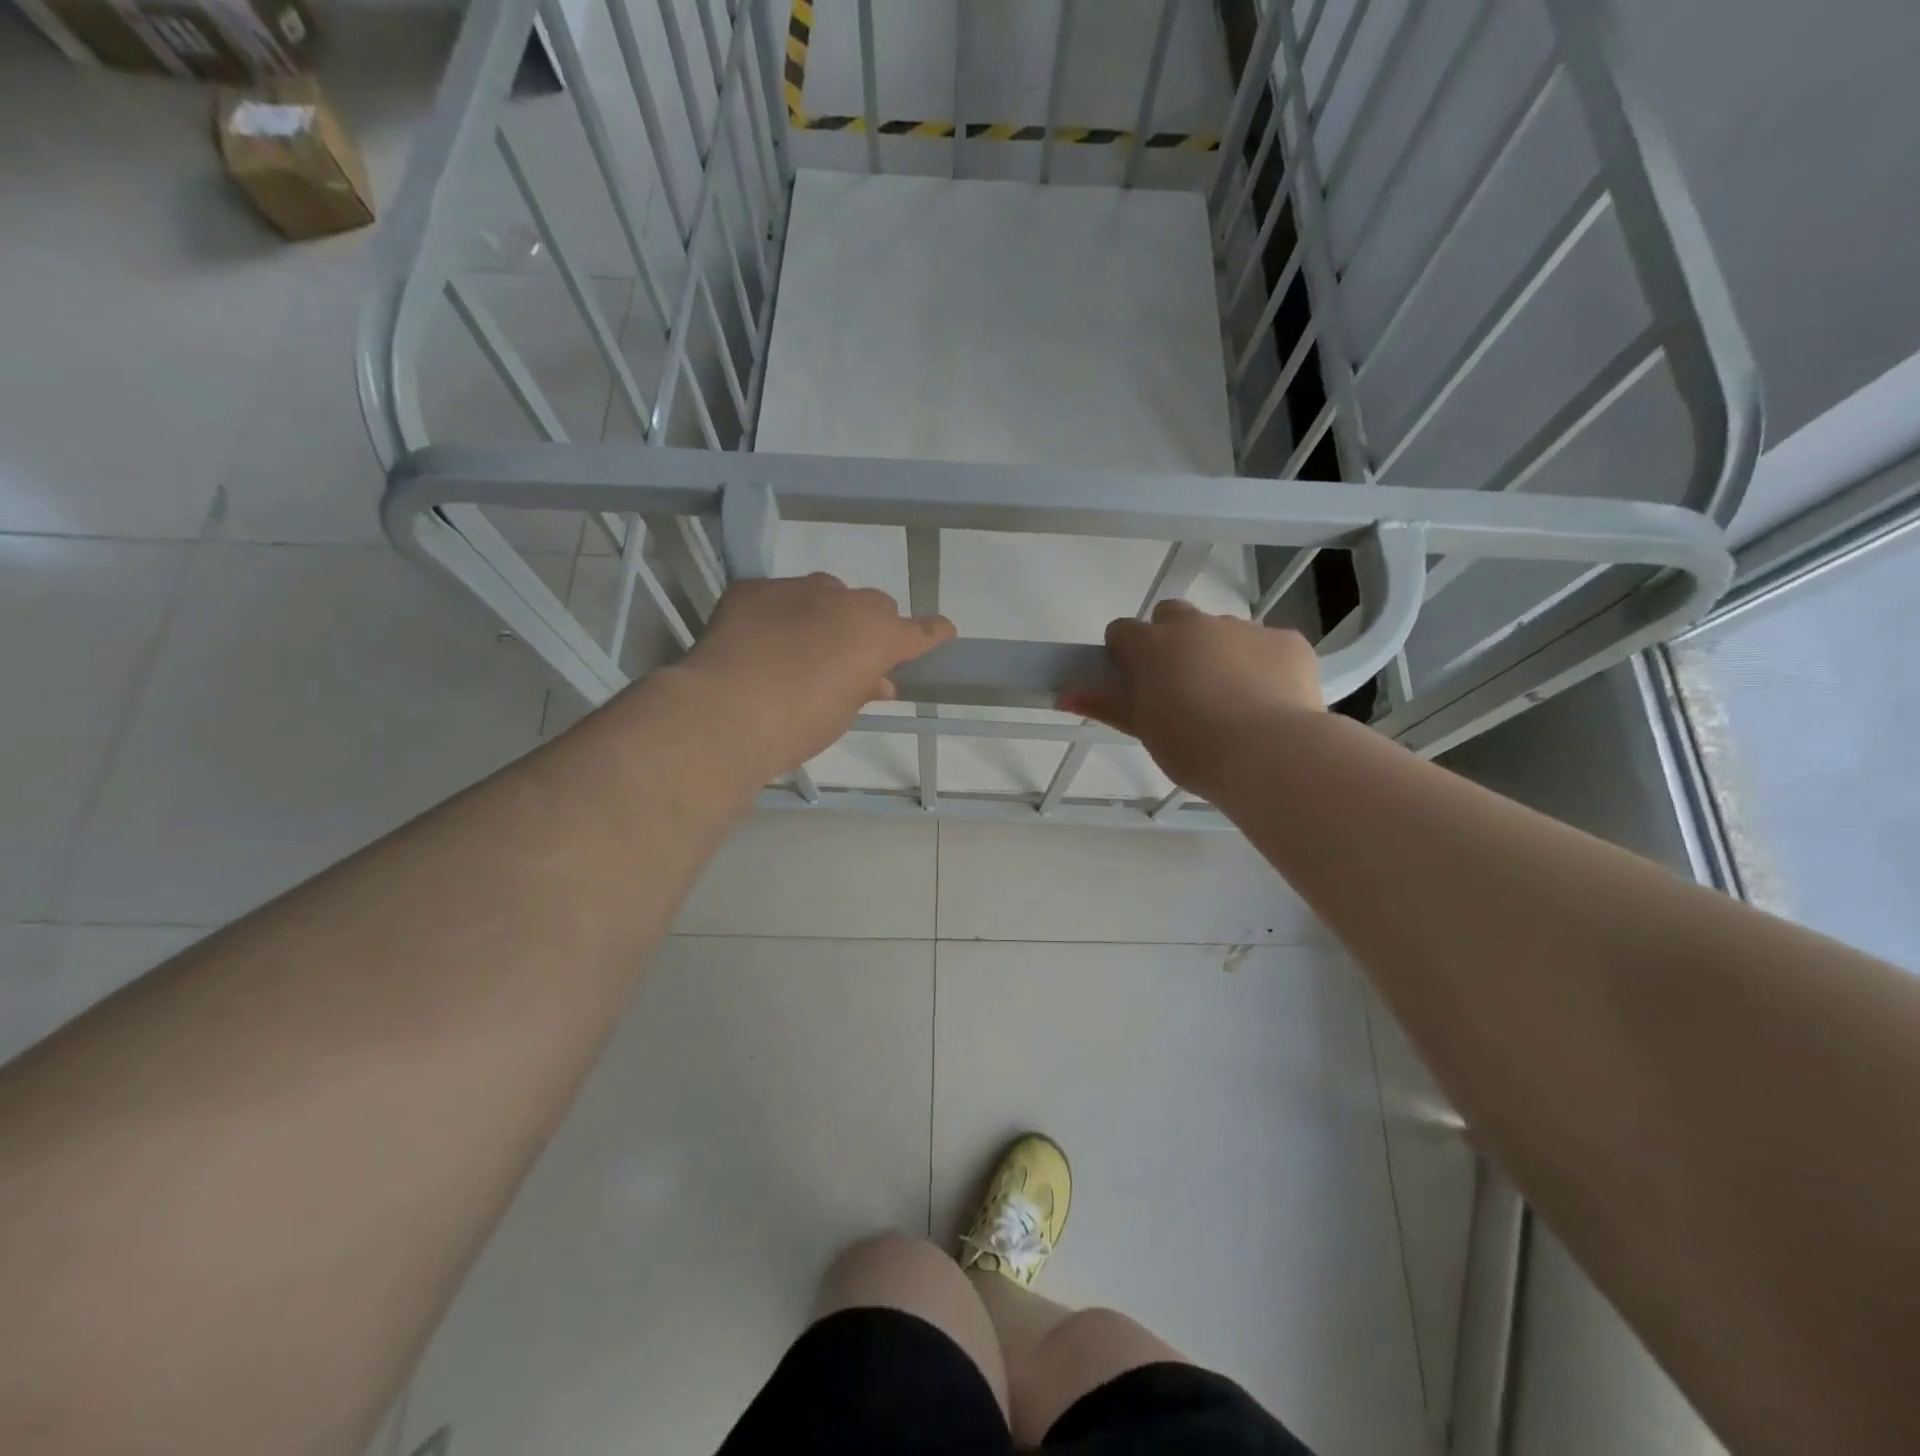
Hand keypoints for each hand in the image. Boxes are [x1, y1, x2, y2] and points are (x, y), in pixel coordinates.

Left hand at [676, 573, 954, 778]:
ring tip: (800, 648)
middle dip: (867, 627)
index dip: (932, 634)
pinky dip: (779, 614)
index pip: (919, 630)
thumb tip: (877, 681)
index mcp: (876, 634)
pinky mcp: (754, 589)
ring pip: (825, 594)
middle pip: (872, 605)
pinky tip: (760, 642)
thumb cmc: (798, 724)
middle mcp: (843, 601)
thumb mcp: (842, 713)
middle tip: (850, 658)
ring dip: (824, 615)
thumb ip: (864, 688)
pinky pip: (778, 597)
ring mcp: (796, 589)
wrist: (726, 713)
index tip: (943, 633)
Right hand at [1059, 599, 1323, 796]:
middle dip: (1171, 641)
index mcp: (1152, 645)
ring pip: (1221, 631)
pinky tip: (1269, 702)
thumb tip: (1063, 691)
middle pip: (1172, 617)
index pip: (1122, 631)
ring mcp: (1245, 628)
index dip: (1125, 654)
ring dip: (1218, 654)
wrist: (1269, 753)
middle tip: (1180, 686)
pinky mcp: (1287, 641)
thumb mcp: (1143, 728)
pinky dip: (1263, 666)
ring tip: (1231, 701)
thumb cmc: (1192, 746)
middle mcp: (1196, 625)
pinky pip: (1267, 646)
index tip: (1133, 682)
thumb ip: (1105, 702)